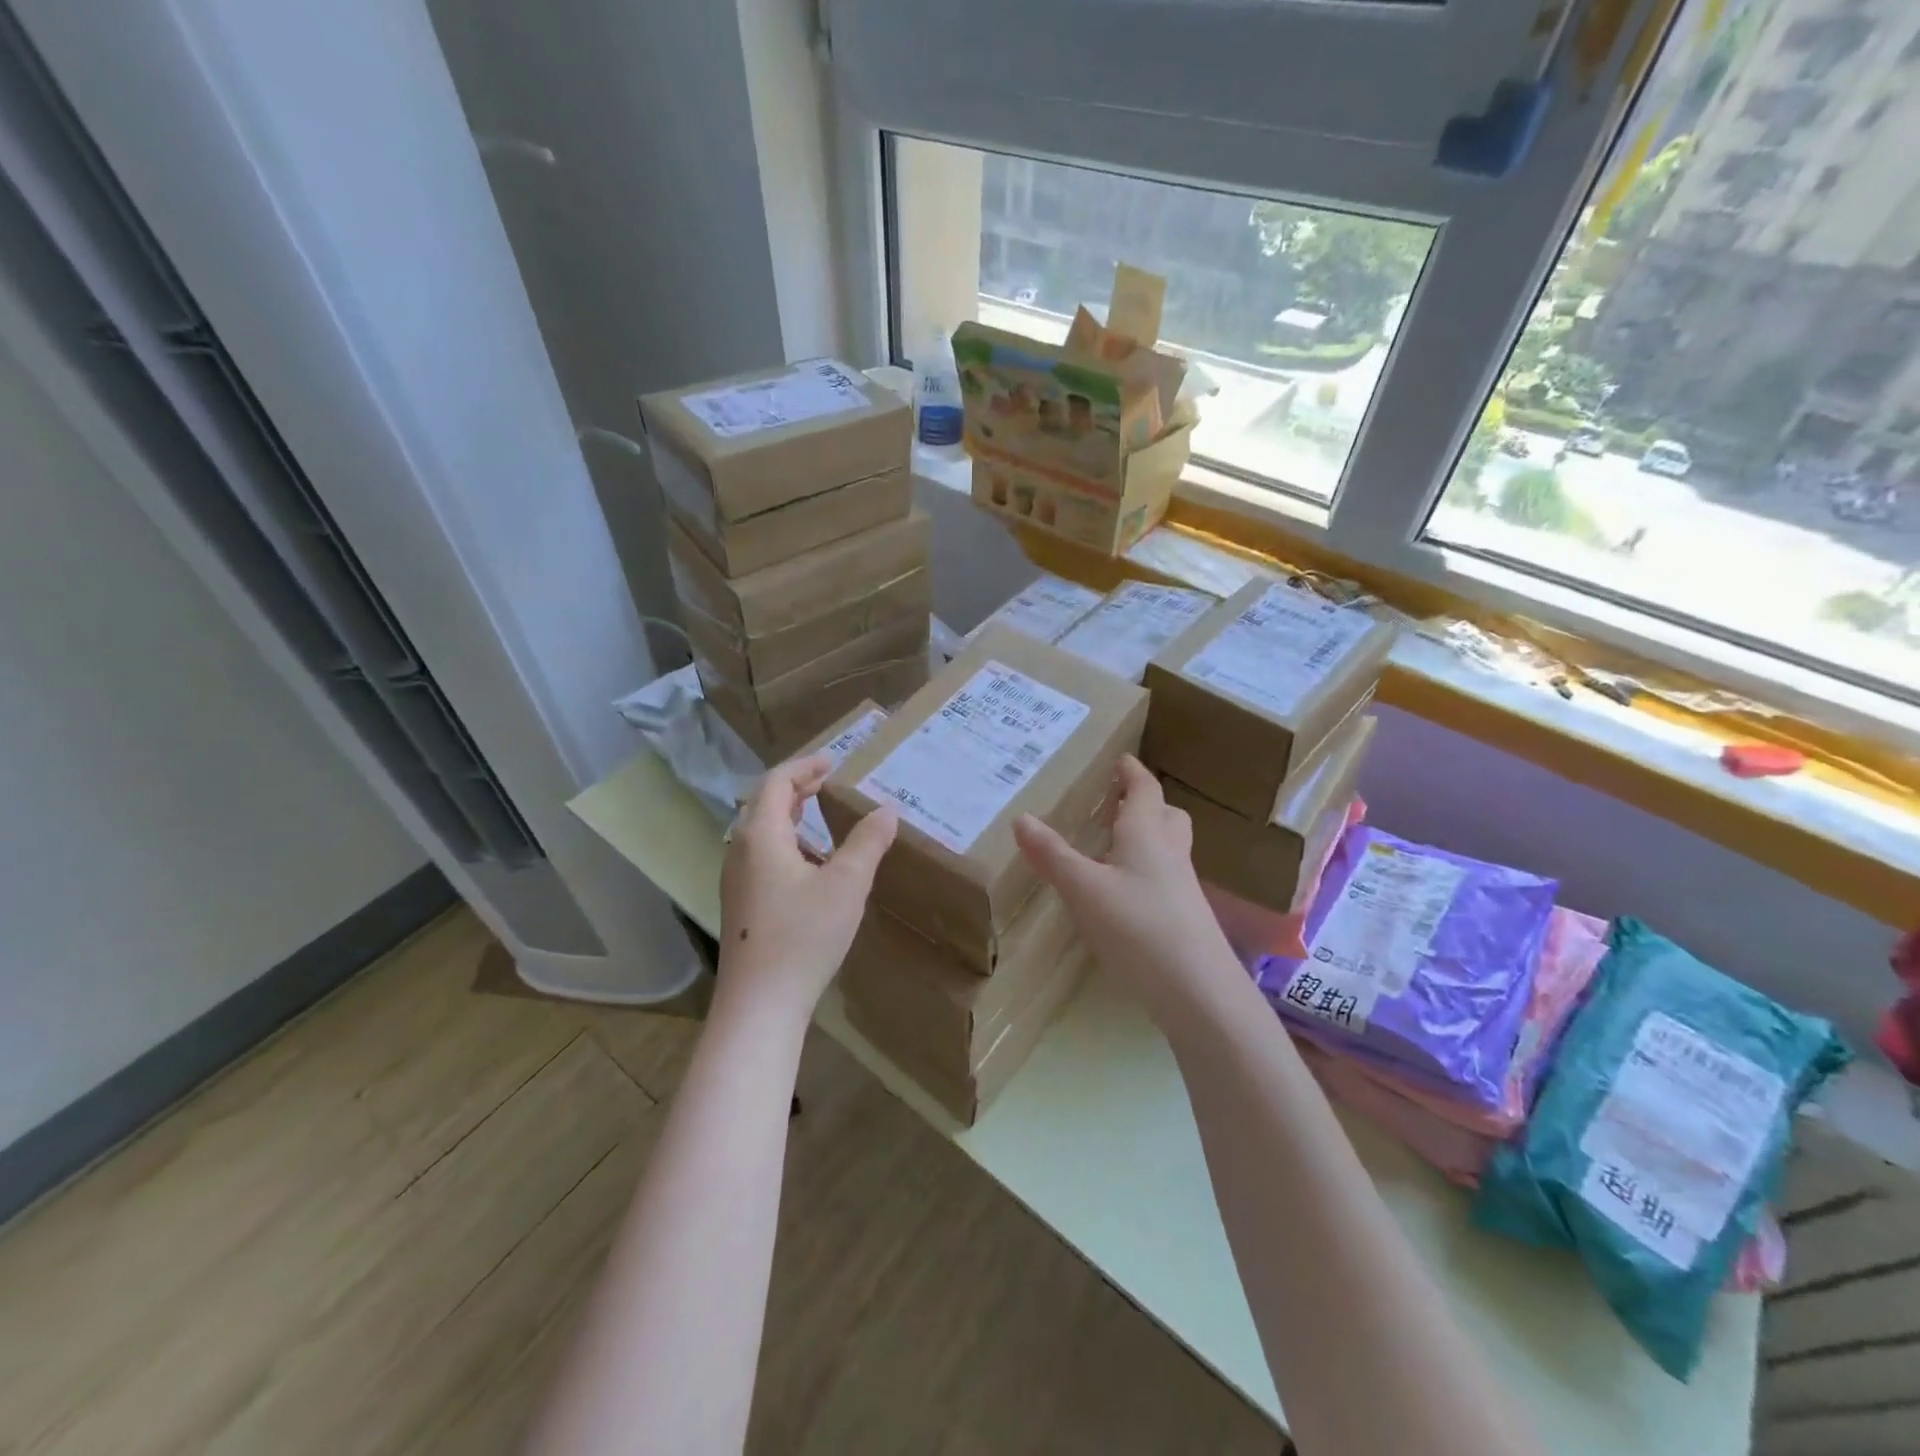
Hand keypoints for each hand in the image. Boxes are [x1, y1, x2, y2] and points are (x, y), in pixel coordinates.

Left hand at [717, 753, 897, 1026]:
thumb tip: (886, 810)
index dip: (805, 766)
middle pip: (764, 802)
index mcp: (761, 835)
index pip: (777, 782)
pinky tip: (811, 862)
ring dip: (790, 813)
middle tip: (830, 781)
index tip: (834, 761)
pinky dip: (786, 839)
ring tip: (822, 813)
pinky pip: (761, 853)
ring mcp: (736, 878)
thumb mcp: (847, 884)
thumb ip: (868, 842)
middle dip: (797, 786)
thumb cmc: (804, 936)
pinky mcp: (741, 902)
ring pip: (761, 830)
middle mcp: (740, 850)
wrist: (760, 1004)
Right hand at [1013, 755, 1241, 1029]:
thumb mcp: (1084, 890)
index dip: (1132, 772)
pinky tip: (1127, 893)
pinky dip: (1148, 870)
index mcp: (1147, 834)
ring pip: (1170, 847)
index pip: (1145, 790)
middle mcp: (1171, 853)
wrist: (1198, 991)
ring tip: (1118, 844)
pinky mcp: (1186, 918)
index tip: (1122, 758)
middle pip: (1167, 816)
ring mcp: (1183, 887)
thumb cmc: (1138, 927)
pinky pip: (1167, 877)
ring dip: (1150, 835)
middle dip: (1147, 802)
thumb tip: (1021, 818)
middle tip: (1120, 801)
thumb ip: (1052, 855)